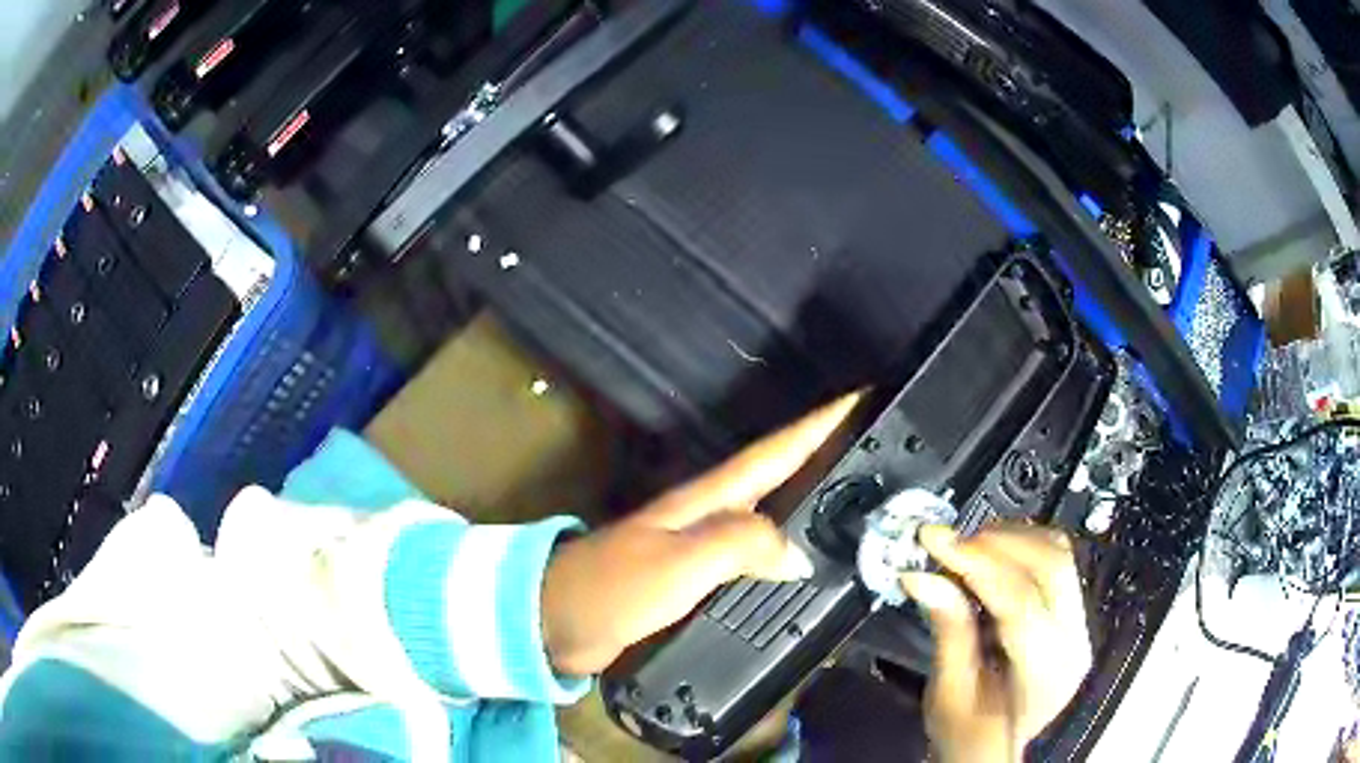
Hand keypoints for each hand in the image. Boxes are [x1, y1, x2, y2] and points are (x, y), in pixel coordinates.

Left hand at [542, 394, 858, 675]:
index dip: (821, 423)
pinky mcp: (696, 575)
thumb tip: (797, 553)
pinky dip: (783, 546)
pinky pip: (754, 553)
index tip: (863, 399)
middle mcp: (710, 511)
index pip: (777, 449)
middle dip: (827, 454)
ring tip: (854, 499)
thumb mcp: (681, 561)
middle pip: (779, 473)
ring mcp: (702, 543)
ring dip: (809, 498)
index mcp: (709, 496)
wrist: (559, 622)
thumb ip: (742, 545)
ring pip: (770, 511)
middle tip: (874, 452)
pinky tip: (801, 559)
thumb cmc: (615, 587)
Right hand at [900, 525, 1090, 762]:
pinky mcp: (1074, 615)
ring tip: (967, 546)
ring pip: (1059, 555)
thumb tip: (924, 577)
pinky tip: (992, 556)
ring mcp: (1080, 625)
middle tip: (950, 541)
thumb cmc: (967, 734)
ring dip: (1011, 539)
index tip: (934, 540)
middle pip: (1050, 566)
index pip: (1019, 602)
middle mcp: (1074, 642)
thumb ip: (948, 632)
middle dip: (997, 543)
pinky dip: (1023, 547)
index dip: (976, 564)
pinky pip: (1057, 562)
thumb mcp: (949, 694)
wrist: (991, 749)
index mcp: (1045, 672)